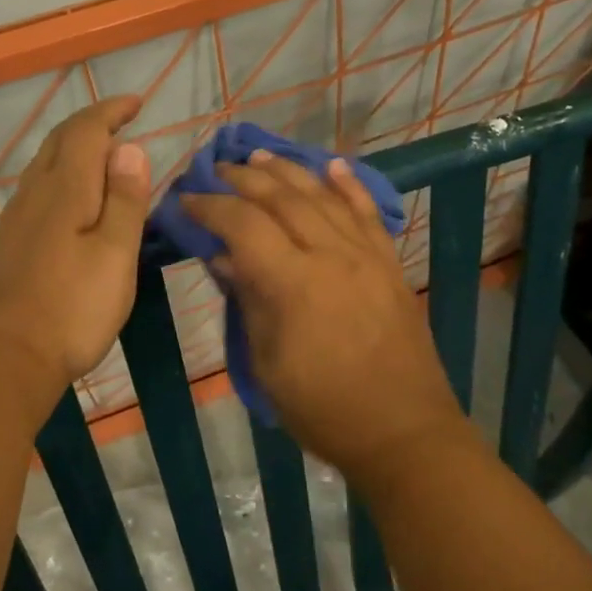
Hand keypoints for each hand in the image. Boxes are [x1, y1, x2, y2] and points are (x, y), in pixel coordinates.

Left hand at [0, 95, 152, 401]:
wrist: (9, 356)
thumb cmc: (74, 306)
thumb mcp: (116, 253)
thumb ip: (125, 199)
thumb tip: (129, 147)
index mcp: (66, 189)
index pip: (86, 131)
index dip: (111, 111)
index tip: (136, 103)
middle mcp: (36, 193)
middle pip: (60, 140)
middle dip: (92, 122)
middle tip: (121, 119)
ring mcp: (17, 217)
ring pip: (45, 162)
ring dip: (74, 145)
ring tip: (102, 152)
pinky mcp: (10, 241)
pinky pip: (38, 186)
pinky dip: (62, 172)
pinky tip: (72, 195)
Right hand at [181, 153, 471, 487]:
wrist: (404, 432)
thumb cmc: (324, 409)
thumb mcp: (267, 365)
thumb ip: (247, 302)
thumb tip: (222, 258)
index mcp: (293, 283)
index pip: (243, 225)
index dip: (211, 207)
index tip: (187, 199)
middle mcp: (330, 255)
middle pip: (282, 199)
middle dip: (245, 179)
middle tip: (218, 169)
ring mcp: (365, 255)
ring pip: (322, 196)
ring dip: (288, 172)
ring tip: (261, 158)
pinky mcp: (389, 263)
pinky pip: (368, 213)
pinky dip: (348, 185)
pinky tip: (332, 165)